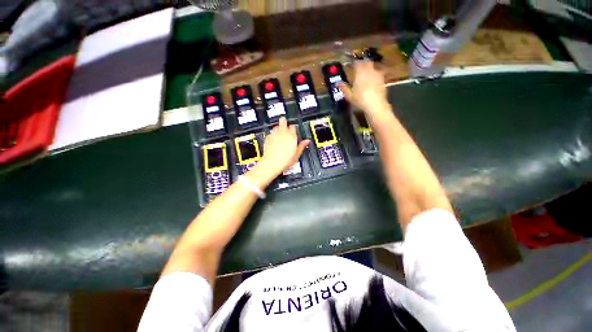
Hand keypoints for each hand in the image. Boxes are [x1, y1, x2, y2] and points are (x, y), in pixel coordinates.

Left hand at [258, 118, 308, 176]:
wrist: (272, 163)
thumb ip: (302, 146)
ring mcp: (274, 135)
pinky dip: (272, 134)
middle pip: (283, 122)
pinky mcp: (268, 138)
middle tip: (284, 124)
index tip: (293, 131)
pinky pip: (270, 133)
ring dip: (278, 128)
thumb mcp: (297, 154)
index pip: (293, 127)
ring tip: (279, 132)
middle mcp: (282, 133)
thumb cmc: (285, 160)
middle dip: (284, 122)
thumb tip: (307, 141)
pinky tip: (273, 139)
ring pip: (276, 126)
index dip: (293, 128)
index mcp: (291, 136)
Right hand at [339, 61, 389, 120]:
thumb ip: (344, 88)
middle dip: (362, 63)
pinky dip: (374, 74)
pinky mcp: (382, 78)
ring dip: (368, 67)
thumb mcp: (350, 96)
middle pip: (366, 62)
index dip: (354, 62)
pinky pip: (377, 72)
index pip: (357, 63)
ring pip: (372, 66)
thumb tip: (337, 83)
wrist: (376, 104)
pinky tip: (372, 80)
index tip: (352, 64)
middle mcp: (368, 71)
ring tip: (365, 73)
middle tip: (359, 67)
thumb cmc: (361, 100)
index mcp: (359, 73)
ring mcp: (376, 74)